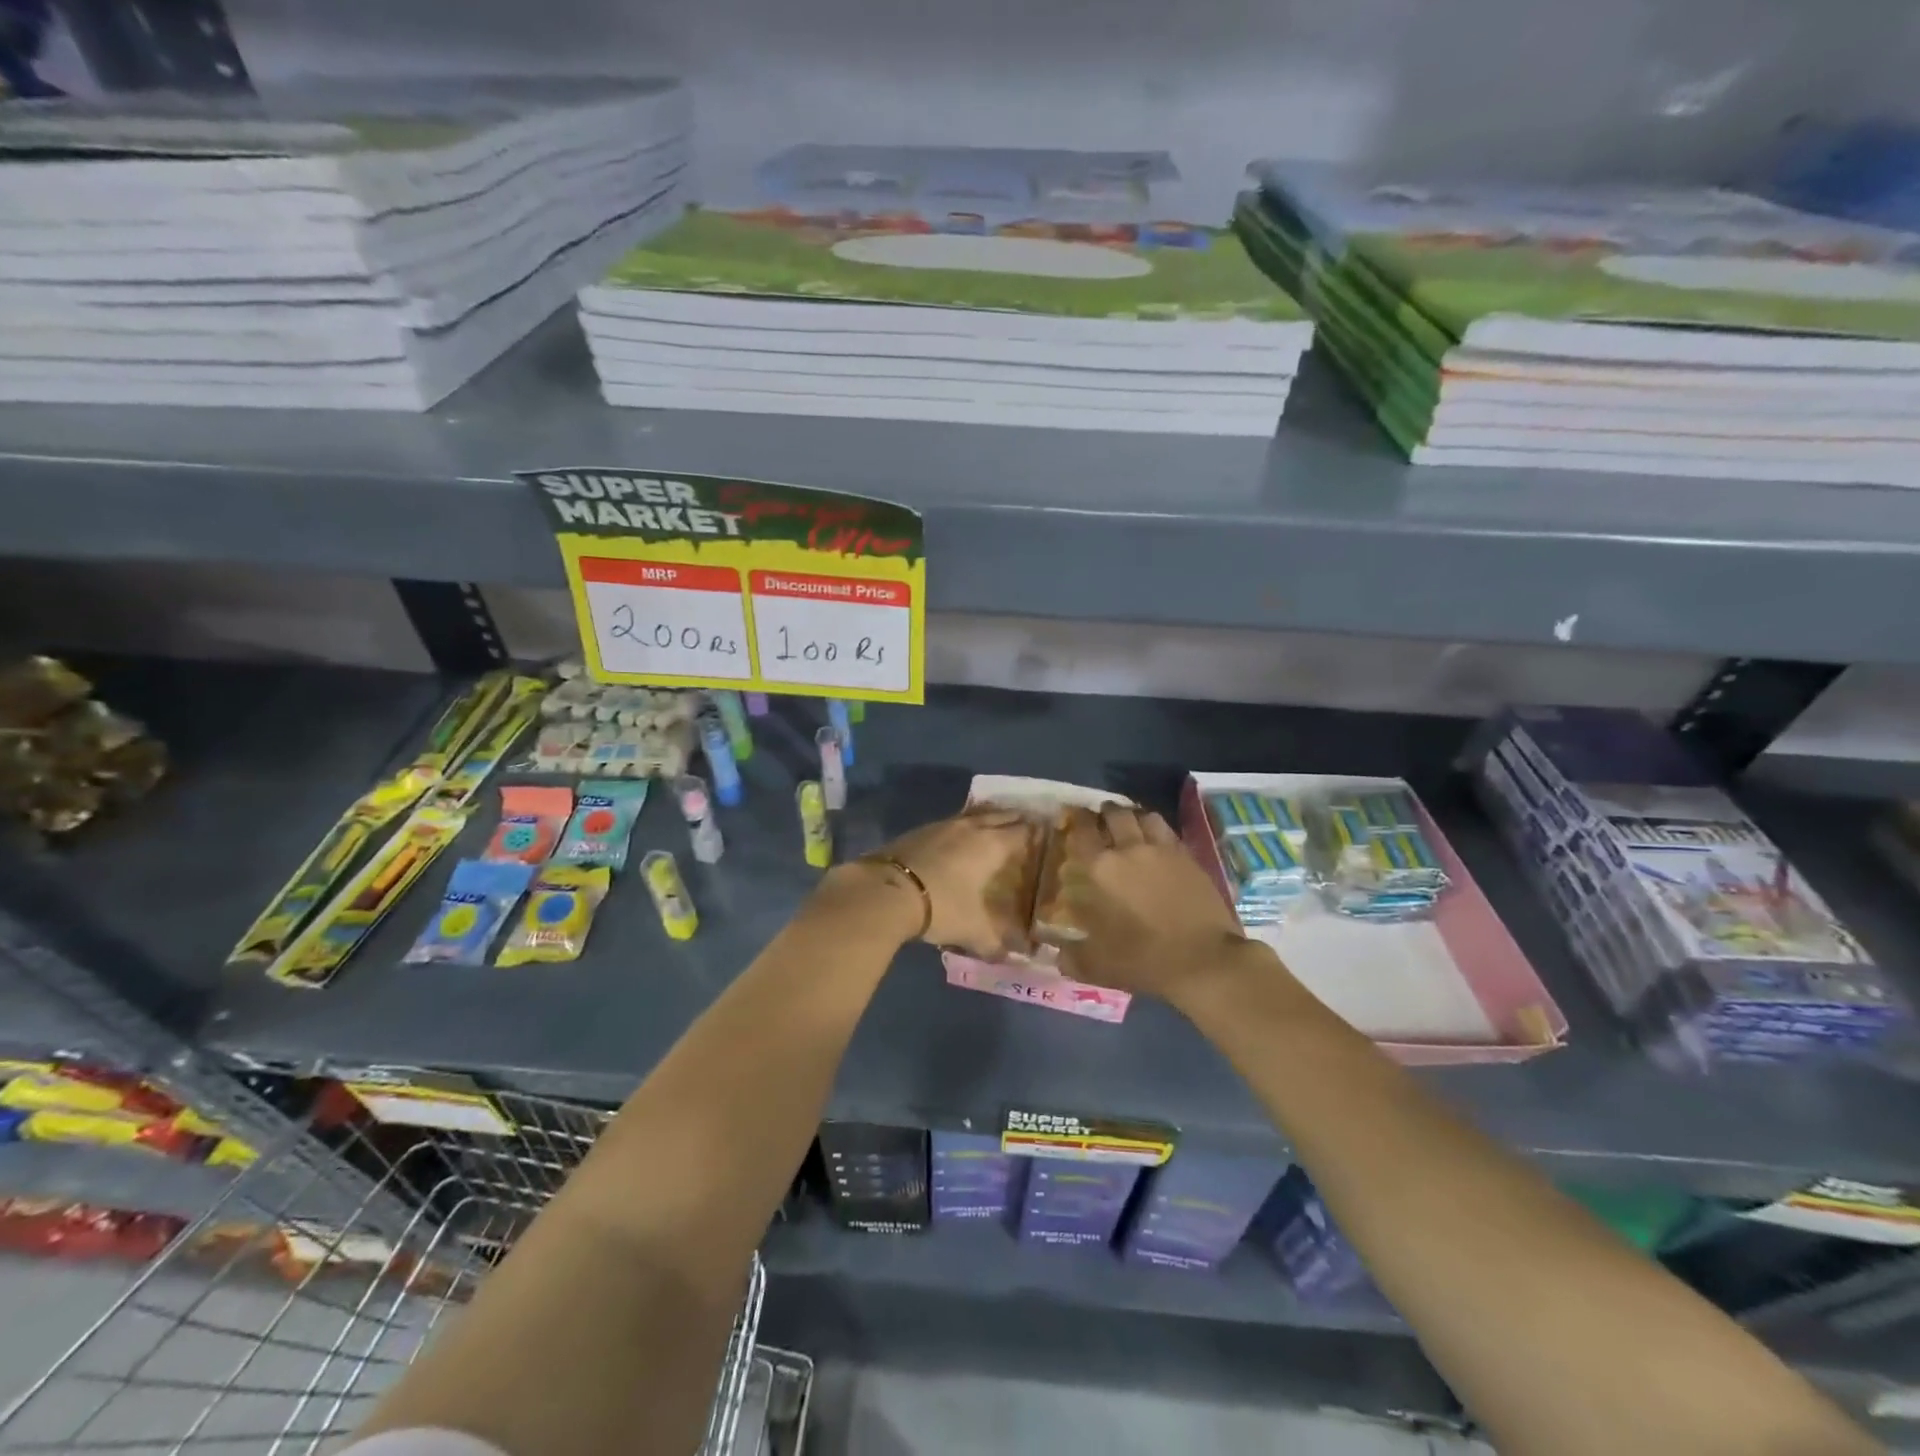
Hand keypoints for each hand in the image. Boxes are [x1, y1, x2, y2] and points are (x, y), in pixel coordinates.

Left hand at [818, 809, 1038, 958]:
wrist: (885, 891)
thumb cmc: (940, 906)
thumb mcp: (972, 930)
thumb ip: (997, 942)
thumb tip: (1017, 956)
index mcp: (991, 845)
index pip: (1022, 832)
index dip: (1037, 832)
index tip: (1048, 833)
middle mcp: (971, 828)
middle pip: (1001, 816)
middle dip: (1016, 819)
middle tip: (1029, 824)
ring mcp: (943, 825)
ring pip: (975, 815)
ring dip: (989, 817)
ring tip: (998, 824)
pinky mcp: (921, 830)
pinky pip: (953, 822)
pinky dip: (964, 826)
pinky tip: (960, 837)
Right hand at [1056, 804, 1260, 1003]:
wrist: (1204, 960)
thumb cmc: (1144, 959)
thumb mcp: (1097, 966)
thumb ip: (1072, 957)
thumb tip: (1057, 955)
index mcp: (1101, 869)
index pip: (1082, 831)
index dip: (1076, 820)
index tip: (1072, 818)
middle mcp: (1129, 849)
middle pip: (1115, 814)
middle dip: (1104, 813)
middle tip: (1100, 821)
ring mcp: (1162, 850)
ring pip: (1144, 816)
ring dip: (1133, 816)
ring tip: (1130, 825)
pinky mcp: (1188, 857)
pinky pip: (1168, 831)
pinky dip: (1157, 829)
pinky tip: (1156, 841)